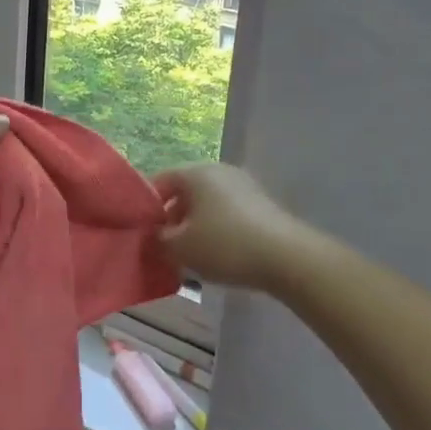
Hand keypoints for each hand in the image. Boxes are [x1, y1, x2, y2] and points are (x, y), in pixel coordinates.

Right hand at [153, 164, 306, 293]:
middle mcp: (219, 171)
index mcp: (195, 172)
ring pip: (207, 205)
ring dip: (194, 227)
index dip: (146, 207)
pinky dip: (217, 231)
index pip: (159, 181)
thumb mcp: (179, 248)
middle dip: (172, 219)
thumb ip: (157, 239)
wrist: (288, 258)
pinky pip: (228, 214)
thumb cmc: (224, 245)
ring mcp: (244, 186)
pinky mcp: (262, 205)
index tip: (142, 233)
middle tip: (164, 247)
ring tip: (190, 257)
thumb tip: (154, 235)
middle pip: (185, 193)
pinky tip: (218, 256)